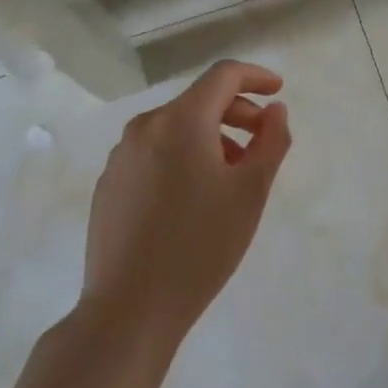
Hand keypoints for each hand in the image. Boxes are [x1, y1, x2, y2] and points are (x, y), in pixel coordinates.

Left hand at [84, 60, 292, 342]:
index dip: (256, 77)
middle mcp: (145, 127)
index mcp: (181, 121)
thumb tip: (274, 110)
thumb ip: (271, 140)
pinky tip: (193, 198)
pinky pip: (154, 153)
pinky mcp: (109, 185)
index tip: (278, 92)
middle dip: (236, 112)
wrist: (129, 311)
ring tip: (231, 176)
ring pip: (176, 128)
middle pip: (199, 101)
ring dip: (211, 137)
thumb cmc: (200, 245)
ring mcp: (121, 157)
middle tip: (262, 141)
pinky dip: (182, 157)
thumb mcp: (251, 191)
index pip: (223, 76)